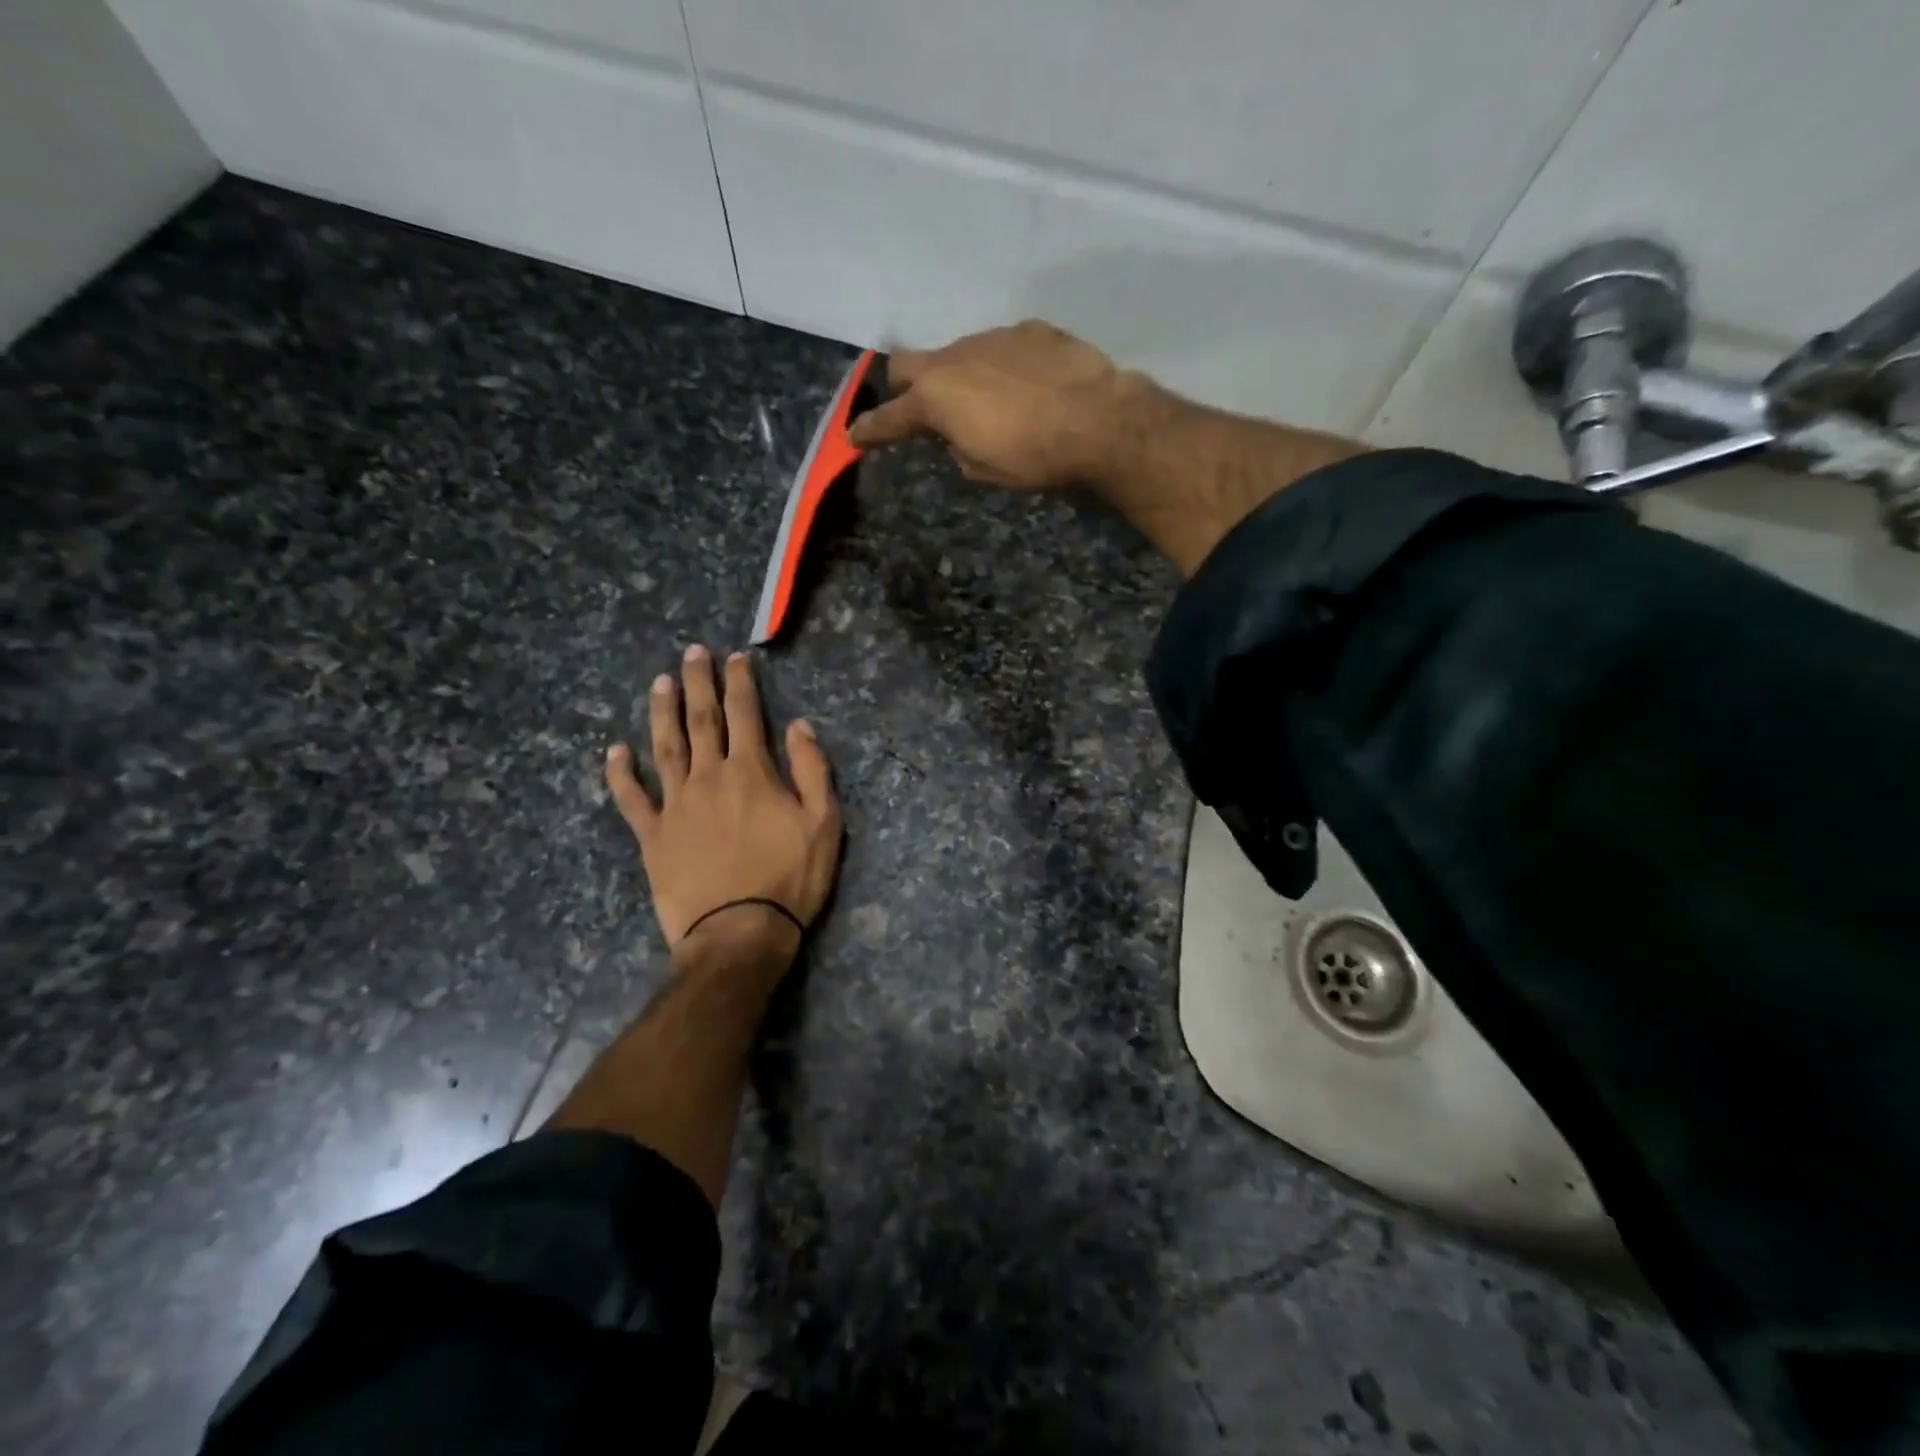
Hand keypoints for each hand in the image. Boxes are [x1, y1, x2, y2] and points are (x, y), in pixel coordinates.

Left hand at [605, 645, 842, 953]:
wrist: (739, 933)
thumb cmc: (790, 879)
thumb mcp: (824, 823)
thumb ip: (812, 770)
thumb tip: (798, 725)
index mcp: (750, 773)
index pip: (745, 714)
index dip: (740, 682)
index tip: (736, 658)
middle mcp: (708, 778)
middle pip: (701, 720)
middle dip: (698, 683)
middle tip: (691, 653)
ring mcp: (675, 806)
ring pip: (665, 748)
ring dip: (662, 713)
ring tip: (659, 683)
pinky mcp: (652, 836)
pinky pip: (631, 798)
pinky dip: (620, 773)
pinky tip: (614, 750)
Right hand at [846, 319, 1139, 490]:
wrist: (1097, 419)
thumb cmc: (1033, 456)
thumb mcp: (982, 468)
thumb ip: (956, 446)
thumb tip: (956, 432)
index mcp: (936, 399)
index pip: (890, 417)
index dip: (869, 430)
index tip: (854, 438)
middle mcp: (954, 359)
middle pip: (906, 363)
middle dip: (902, 387)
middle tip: (917, 409)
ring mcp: (990, 338)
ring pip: (957, 354)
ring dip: (959, 377)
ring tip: (989, 404)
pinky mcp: (1028, 330)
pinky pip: (1000, 348)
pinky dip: (1000, 369)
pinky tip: (1026, 388)